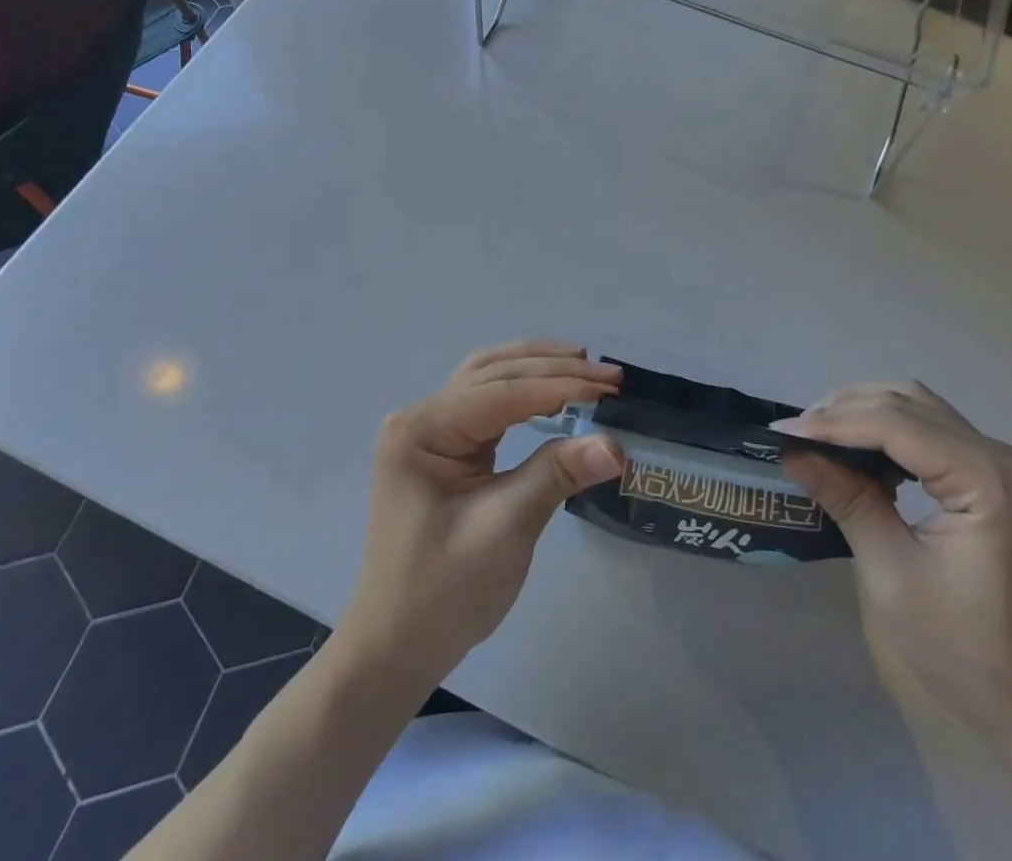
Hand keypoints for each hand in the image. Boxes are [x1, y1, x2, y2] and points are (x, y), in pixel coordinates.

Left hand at [335, 342, 623, 686]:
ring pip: (488, 377)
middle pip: (494, 372)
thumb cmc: (443, 593)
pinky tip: (551, 389)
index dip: (560, 385)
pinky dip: (522, 388)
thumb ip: (556, 476)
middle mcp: (420, 416)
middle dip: (553, 368)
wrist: (396, 647)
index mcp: (422, 429)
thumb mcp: (504, 531)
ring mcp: (427, 429)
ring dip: (536, 367)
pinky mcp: (441, 445)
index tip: (611, 388)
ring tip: (584, 364)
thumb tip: (615, 444)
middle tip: (609, 376)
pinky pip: (485, 400)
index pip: (502, 391)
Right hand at [779, 383, 1011, 739]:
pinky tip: (859, 451)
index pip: (895, 423)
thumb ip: (847, 500)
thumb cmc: (965, 651)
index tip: (781, 433)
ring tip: (818, 435)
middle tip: (794, 434)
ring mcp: (1004, 464)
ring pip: (919, 407)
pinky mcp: (997, 477)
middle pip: (907, 403)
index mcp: (987, 479)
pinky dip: (889, 429)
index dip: (833, 423)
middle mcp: (1001, 456)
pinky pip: (932, 429)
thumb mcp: (892, 575)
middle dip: (844, 411)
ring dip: (865, 413)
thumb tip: (792, 453)